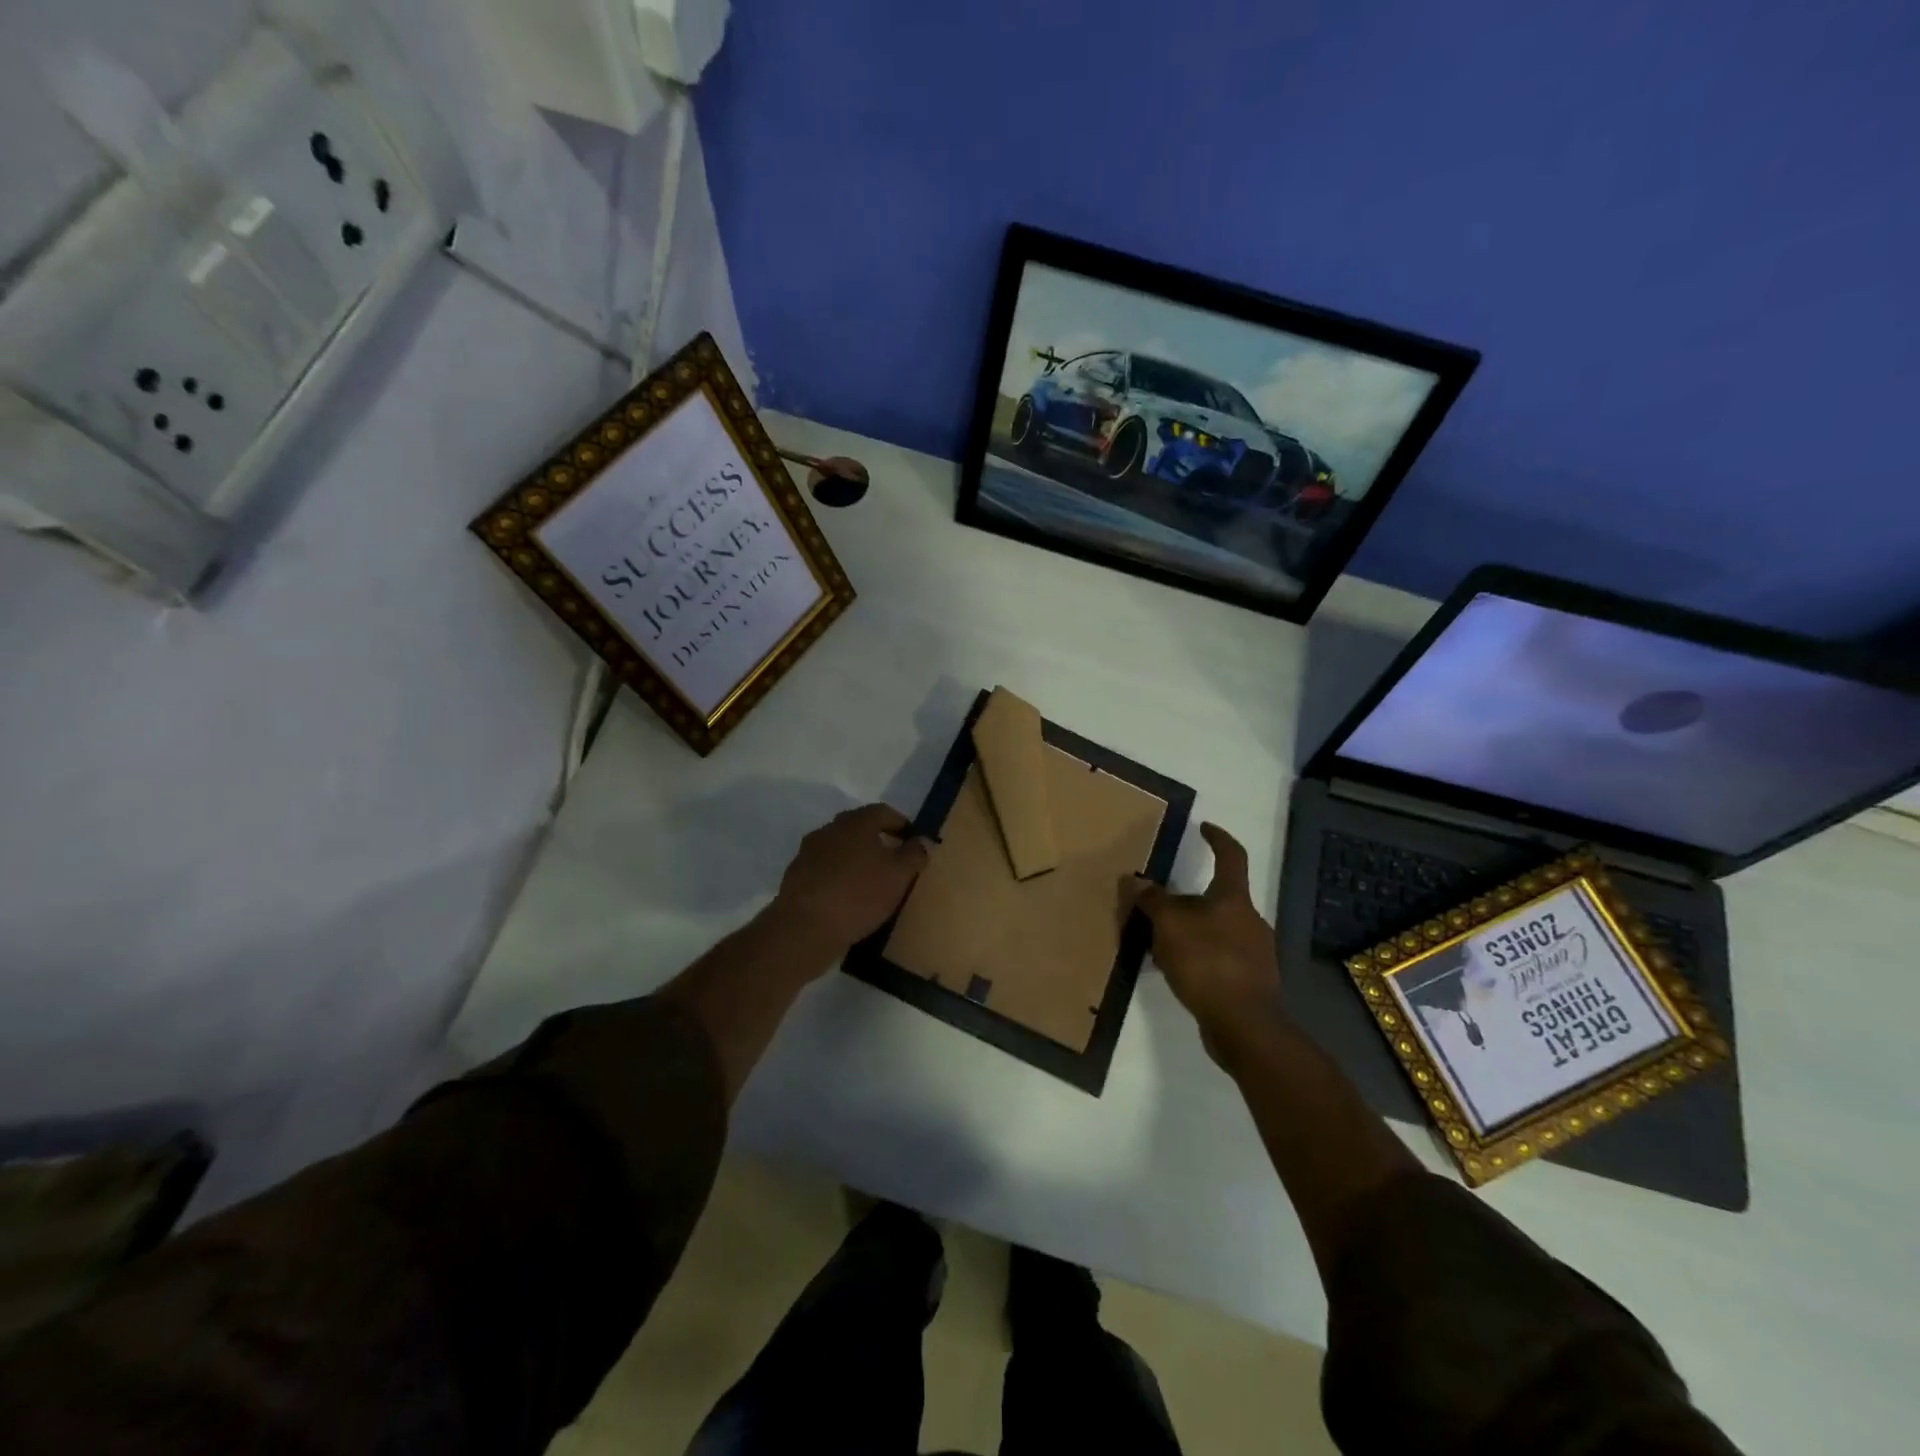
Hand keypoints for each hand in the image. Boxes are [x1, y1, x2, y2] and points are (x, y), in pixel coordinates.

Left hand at [771, 803, 929, 958]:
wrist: (804, 927)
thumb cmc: (859, 895)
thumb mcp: (899, 876)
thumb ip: (914, 855)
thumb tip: (922, 840)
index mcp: (856, 822)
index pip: (883, 812)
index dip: (901, 824)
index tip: (913, 841)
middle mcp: (830, 829)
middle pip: (859, 827)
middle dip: (877, 840)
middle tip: (893, 860)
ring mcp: (808, 852)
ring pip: (839, 848)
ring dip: (855, 858)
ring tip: (870, 881)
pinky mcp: (796, 876)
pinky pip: (824, 869)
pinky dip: (838, 875)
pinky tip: (846, 896)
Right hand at [1131, 823, 1286, 1065]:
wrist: (1244, 1025)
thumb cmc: (1208, 962)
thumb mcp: (1169, 925)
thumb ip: (1152, 899)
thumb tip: (1137, 880)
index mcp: (1234, 899)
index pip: (1231, 856)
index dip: (1217, 838)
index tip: (1203, 828)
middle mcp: (1250, 920)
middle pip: (1219, 898)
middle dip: (1189, 899)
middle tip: (1159, 906)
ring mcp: (1255, 953)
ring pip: (1217, 930)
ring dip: (1191, 931)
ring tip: (1159, 944)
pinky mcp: (1250, 982)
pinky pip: (1219, 958)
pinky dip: (1198, 957)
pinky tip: (1176, 972)